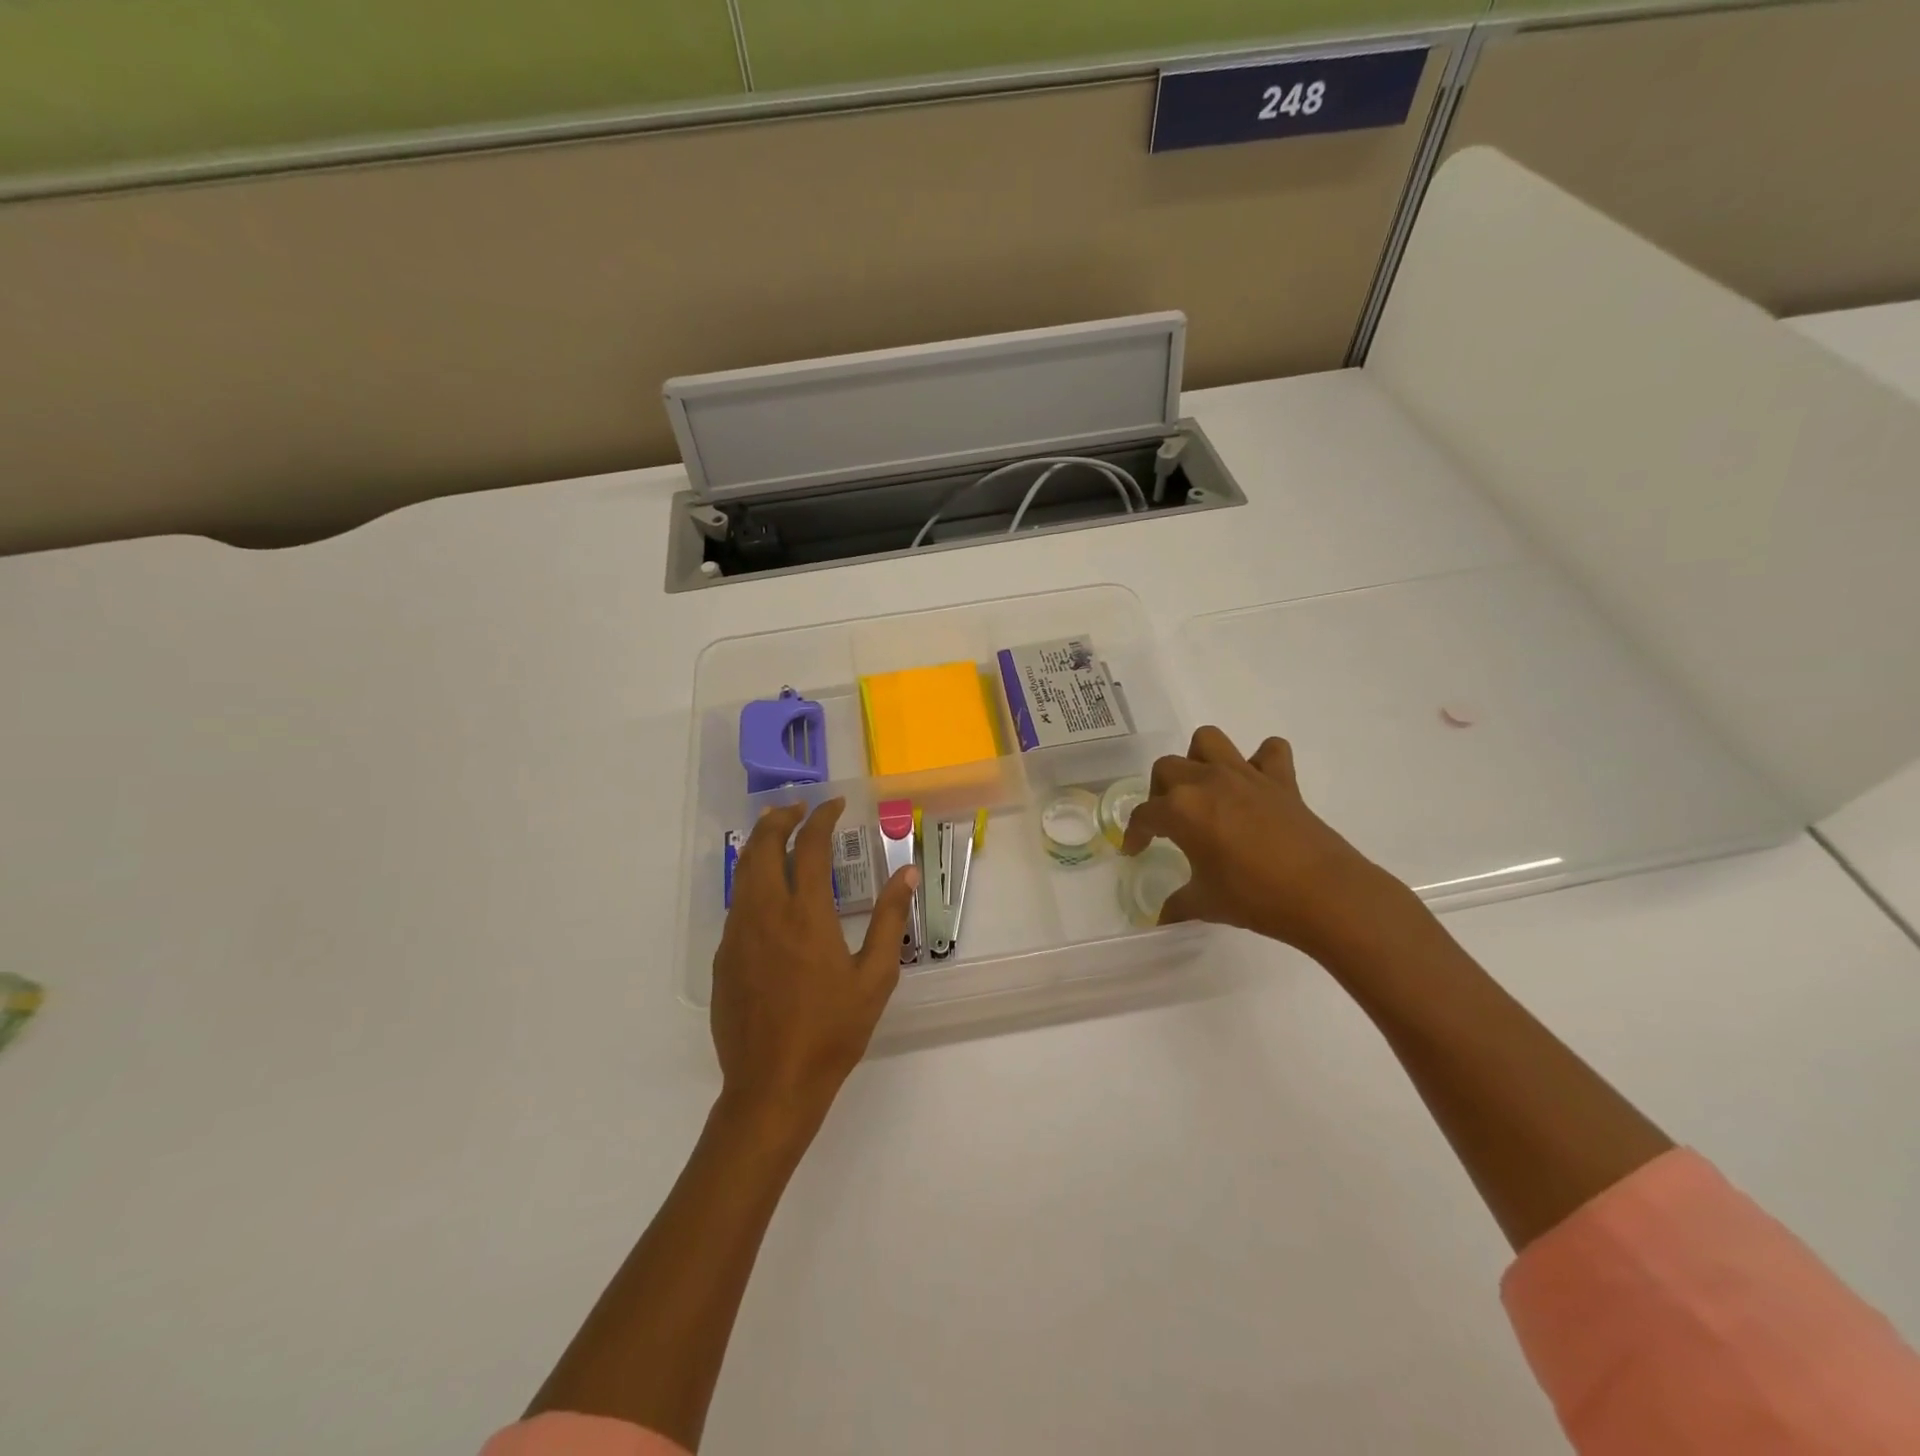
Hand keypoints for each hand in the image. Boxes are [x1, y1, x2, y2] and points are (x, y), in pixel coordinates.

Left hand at [710, 799, 917, 1137]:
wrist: (772, 1085)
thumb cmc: (832, 1031)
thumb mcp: (875, 977)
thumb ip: (890, 919)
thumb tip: (907, 873)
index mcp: (806, 915)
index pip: (808, 847)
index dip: (821, 818)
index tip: (835, 804)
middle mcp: (765, 914)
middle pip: (762, 847)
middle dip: (779, 819)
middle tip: (798, 809)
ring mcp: (738, 935)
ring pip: (742, 872)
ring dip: (760, 845)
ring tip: (778, 834)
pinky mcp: (724, 957)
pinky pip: (737, 904)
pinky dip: (751, 880)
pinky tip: (767, 891)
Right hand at [1121, 727, 1413, 958]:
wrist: (1323, 894)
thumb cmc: (1254, 897)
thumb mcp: (1206, 904)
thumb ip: (1178, 904)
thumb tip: (1162, 917)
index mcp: (1181, 810)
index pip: (1144, 815)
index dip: (1135, 833)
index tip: (1135, 850)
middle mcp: (1206, 782)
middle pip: (1167, 768)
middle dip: (1159, 792)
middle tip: (1169, 822)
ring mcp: (1245, 775)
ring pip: (1208, 741)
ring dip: (1199, 759)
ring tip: (1204, 789)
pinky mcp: (1280, 780)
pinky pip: (1269, 751)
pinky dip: (1260, 760)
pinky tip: (1256, 784)